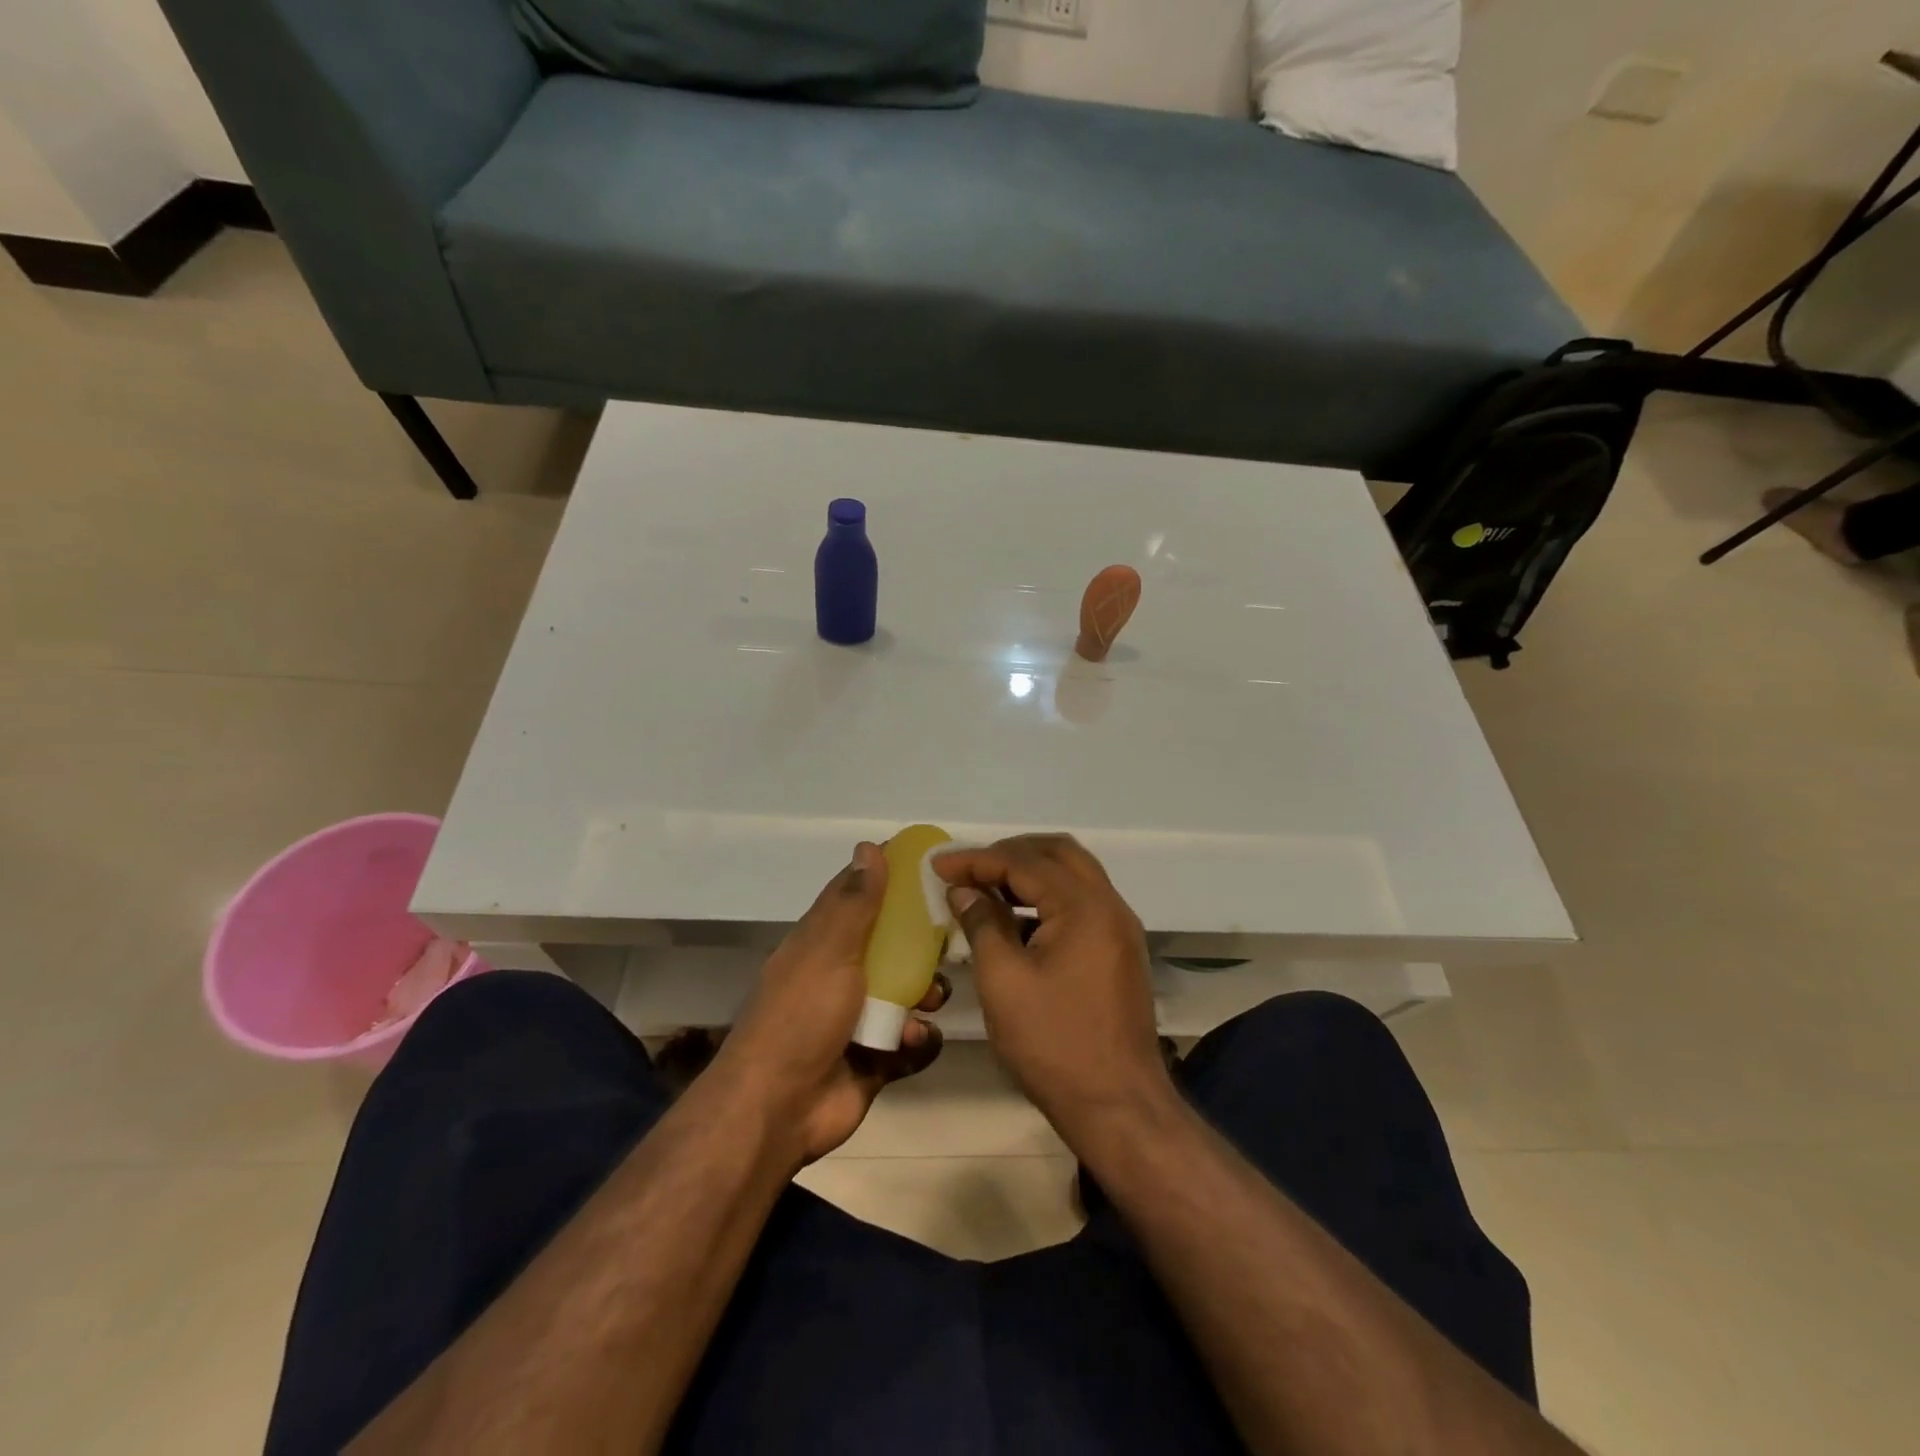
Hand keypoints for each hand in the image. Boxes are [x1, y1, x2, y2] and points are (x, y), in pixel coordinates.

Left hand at [718, 842, 948, 1165]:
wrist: (779, 1109)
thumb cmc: (802, 1017)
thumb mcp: (829, 950)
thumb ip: (854, 902)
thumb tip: (868, 846)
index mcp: (823, 944)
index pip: (860, 898)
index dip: (892, 881)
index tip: (932, 870)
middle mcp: (841, 976)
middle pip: (893, 947)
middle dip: (922, 948)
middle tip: (949, 945)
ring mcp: (858, 1019)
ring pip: (909, 994)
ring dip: (926, 996)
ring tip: (931, 1002)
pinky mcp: (876, 1059)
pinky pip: (912, 1042)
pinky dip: (919, 1041)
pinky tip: (914, 1042)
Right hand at [934, 835, 1172, 1143]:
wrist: (1118, 1106)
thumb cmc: (1054, 1044)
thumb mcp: (1004, 982)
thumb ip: (982, 925)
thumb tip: (964, 891)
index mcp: (1084, 907)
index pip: (1024, 862)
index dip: (977, 860)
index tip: (938, 866)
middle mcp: (1109, 905)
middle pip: (1057, 853)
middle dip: (1009, 853)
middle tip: (968, 869)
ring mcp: (1119, 928)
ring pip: (1073, 875)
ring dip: (1030, 873)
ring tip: (985, 887)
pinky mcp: (1118, 950)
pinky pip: (1081, 902)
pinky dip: (1047, 898)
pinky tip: (1014, 919)